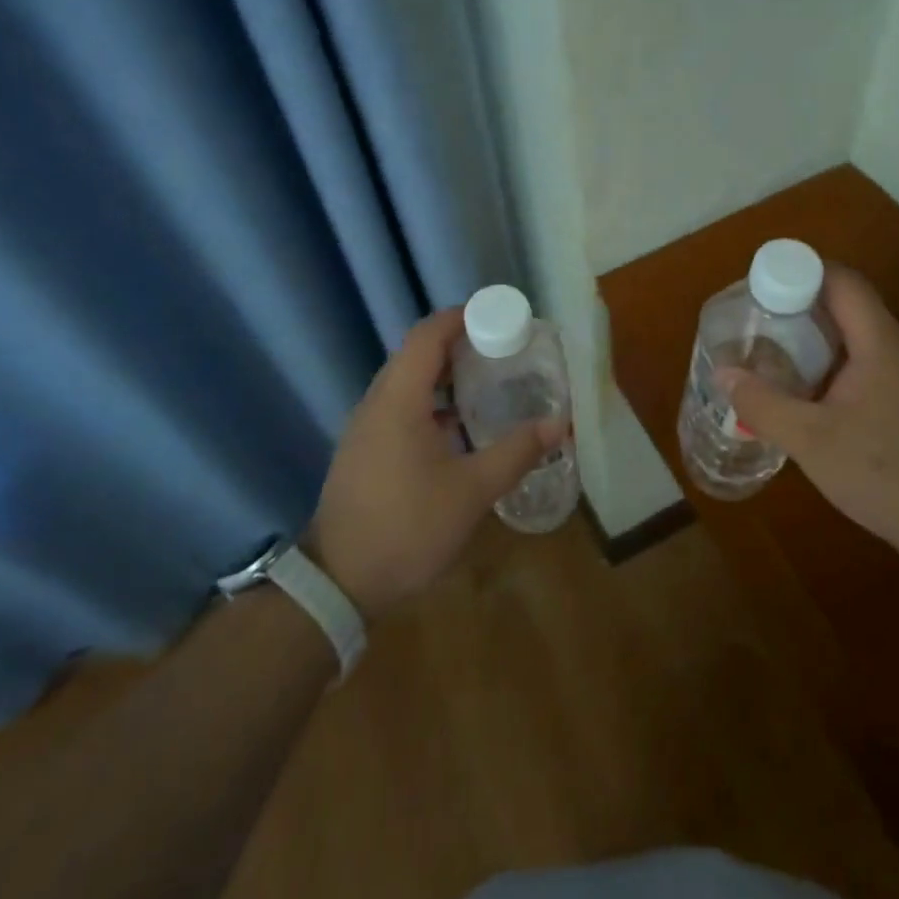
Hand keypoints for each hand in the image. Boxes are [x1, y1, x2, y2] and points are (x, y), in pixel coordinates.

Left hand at [301, 306, 563, 620]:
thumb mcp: (472, 491)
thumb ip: (516, 452)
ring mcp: (366, 427)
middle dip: (459, 344)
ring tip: (487, 382)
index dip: (461, 317)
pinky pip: (400, 406)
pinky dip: (431, 401)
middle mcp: (377, 402)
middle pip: (417, 353)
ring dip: (445, 374)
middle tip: (503, 349)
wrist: (339, 581)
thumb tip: (559, 423)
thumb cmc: (407, 526)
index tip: (499, 316)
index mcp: (399, 399)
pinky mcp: (365, 449)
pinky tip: (459, 426)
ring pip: (407, 381)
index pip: (427, 335)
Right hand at [721, 267, 898, 553]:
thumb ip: (762, 403)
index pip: (842, 281)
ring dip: (816, 338)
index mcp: (880, 343)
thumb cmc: (883, 473)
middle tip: (758, 323)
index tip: (760, 287)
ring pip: (858, 336)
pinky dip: (834, 364)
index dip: (800, 272)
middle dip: (800, 305)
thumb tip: (723, 374)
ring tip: (775, 355)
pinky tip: (811, 395)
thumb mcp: (809, 439)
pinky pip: (867, 363)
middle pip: (848, 304)